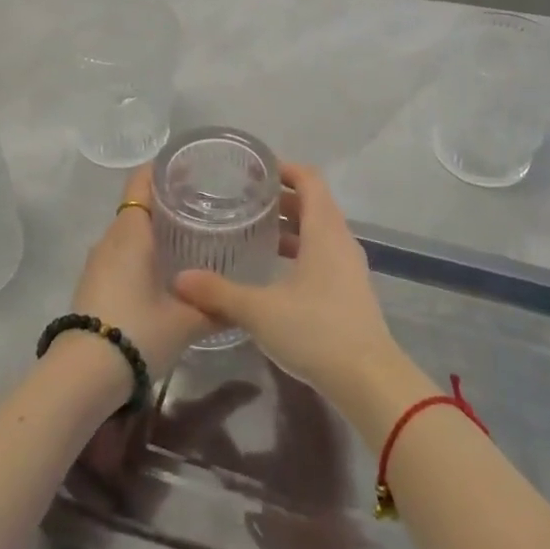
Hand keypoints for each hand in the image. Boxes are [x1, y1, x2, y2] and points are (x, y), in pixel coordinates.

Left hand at [68, 166, 212, 377]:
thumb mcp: (186, 321)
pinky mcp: (92, 283)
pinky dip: (141, 252)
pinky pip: (120, 253)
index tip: (192, 169)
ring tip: (189, 237)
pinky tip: (163, 270)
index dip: (164, 169)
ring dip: (153, 230)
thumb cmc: (138, 332)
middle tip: (203, 205)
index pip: (142, 180)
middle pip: (137, 204)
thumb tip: (242, 304)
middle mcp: (111, 237)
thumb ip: (216, 307)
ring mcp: (97, 261)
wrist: (82, 376)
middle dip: (167, 202)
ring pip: (128, 231)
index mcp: (131, 230)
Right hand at [173, 166, 409, 414]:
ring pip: (319, 230)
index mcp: (324, 229)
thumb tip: (180, 279)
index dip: (284, 168)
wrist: (369, 380)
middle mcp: (340, 239)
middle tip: (245, 199)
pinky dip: (300, 250)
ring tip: (255, 231)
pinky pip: (323, 253)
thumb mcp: (260, 310)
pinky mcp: (350, 290)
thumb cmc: (316, 330)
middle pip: (314, 202)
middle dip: (281, 196)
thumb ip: (219, 292)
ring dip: (291, 225)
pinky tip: (275, 271)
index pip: (309, 179)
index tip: (254, 169)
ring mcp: (349, 266)